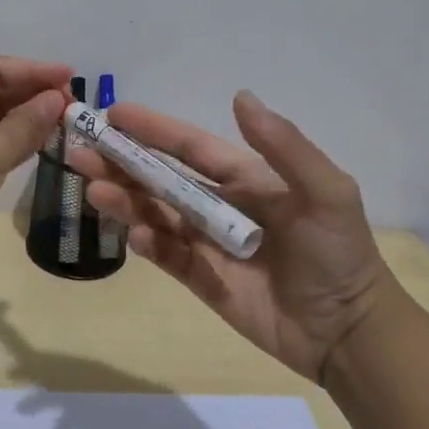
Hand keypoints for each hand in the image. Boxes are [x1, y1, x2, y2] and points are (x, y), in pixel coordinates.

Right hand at [69, 91, 395, 381]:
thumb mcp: (326, 192)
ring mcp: (208, 243)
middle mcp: (220, 204)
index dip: (154, 129)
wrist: (347, 332)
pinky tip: (134, 236)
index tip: (114, 114)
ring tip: (93, 189)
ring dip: (125, 200)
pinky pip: (168, 257)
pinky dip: (148, 245)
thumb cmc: (339, 254)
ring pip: (156, 215)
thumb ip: (284, 147)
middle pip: (162, 178)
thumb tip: (240, 97)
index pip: (190, 147)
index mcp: (246, 177)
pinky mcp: (203, 280)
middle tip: (81, 151)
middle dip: (122, 163)